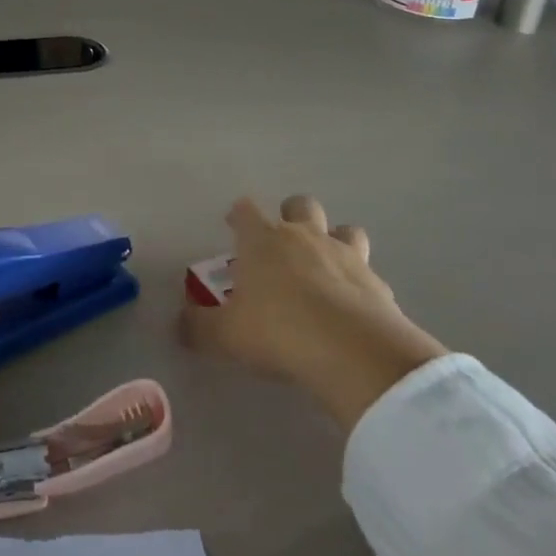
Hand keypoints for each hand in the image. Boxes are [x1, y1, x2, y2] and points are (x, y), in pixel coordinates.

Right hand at [182, 197, 446, 431]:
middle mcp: (304, 236)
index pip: (247, 209)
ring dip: (334, 239)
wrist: (353, 351)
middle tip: (281, 242)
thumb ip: (199, 327)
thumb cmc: (279, 331)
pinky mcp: (377, 283)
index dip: (239, 215)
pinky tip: (352, 307)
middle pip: (300, 204)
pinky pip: (368, 273)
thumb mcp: (226, 336)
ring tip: (325, 266)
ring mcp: (345, 255)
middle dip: (291, 214)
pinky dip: (359, 283)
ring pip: (344, 229)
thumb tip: (179, 324)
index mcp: (264, 239)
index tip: (233, 225)